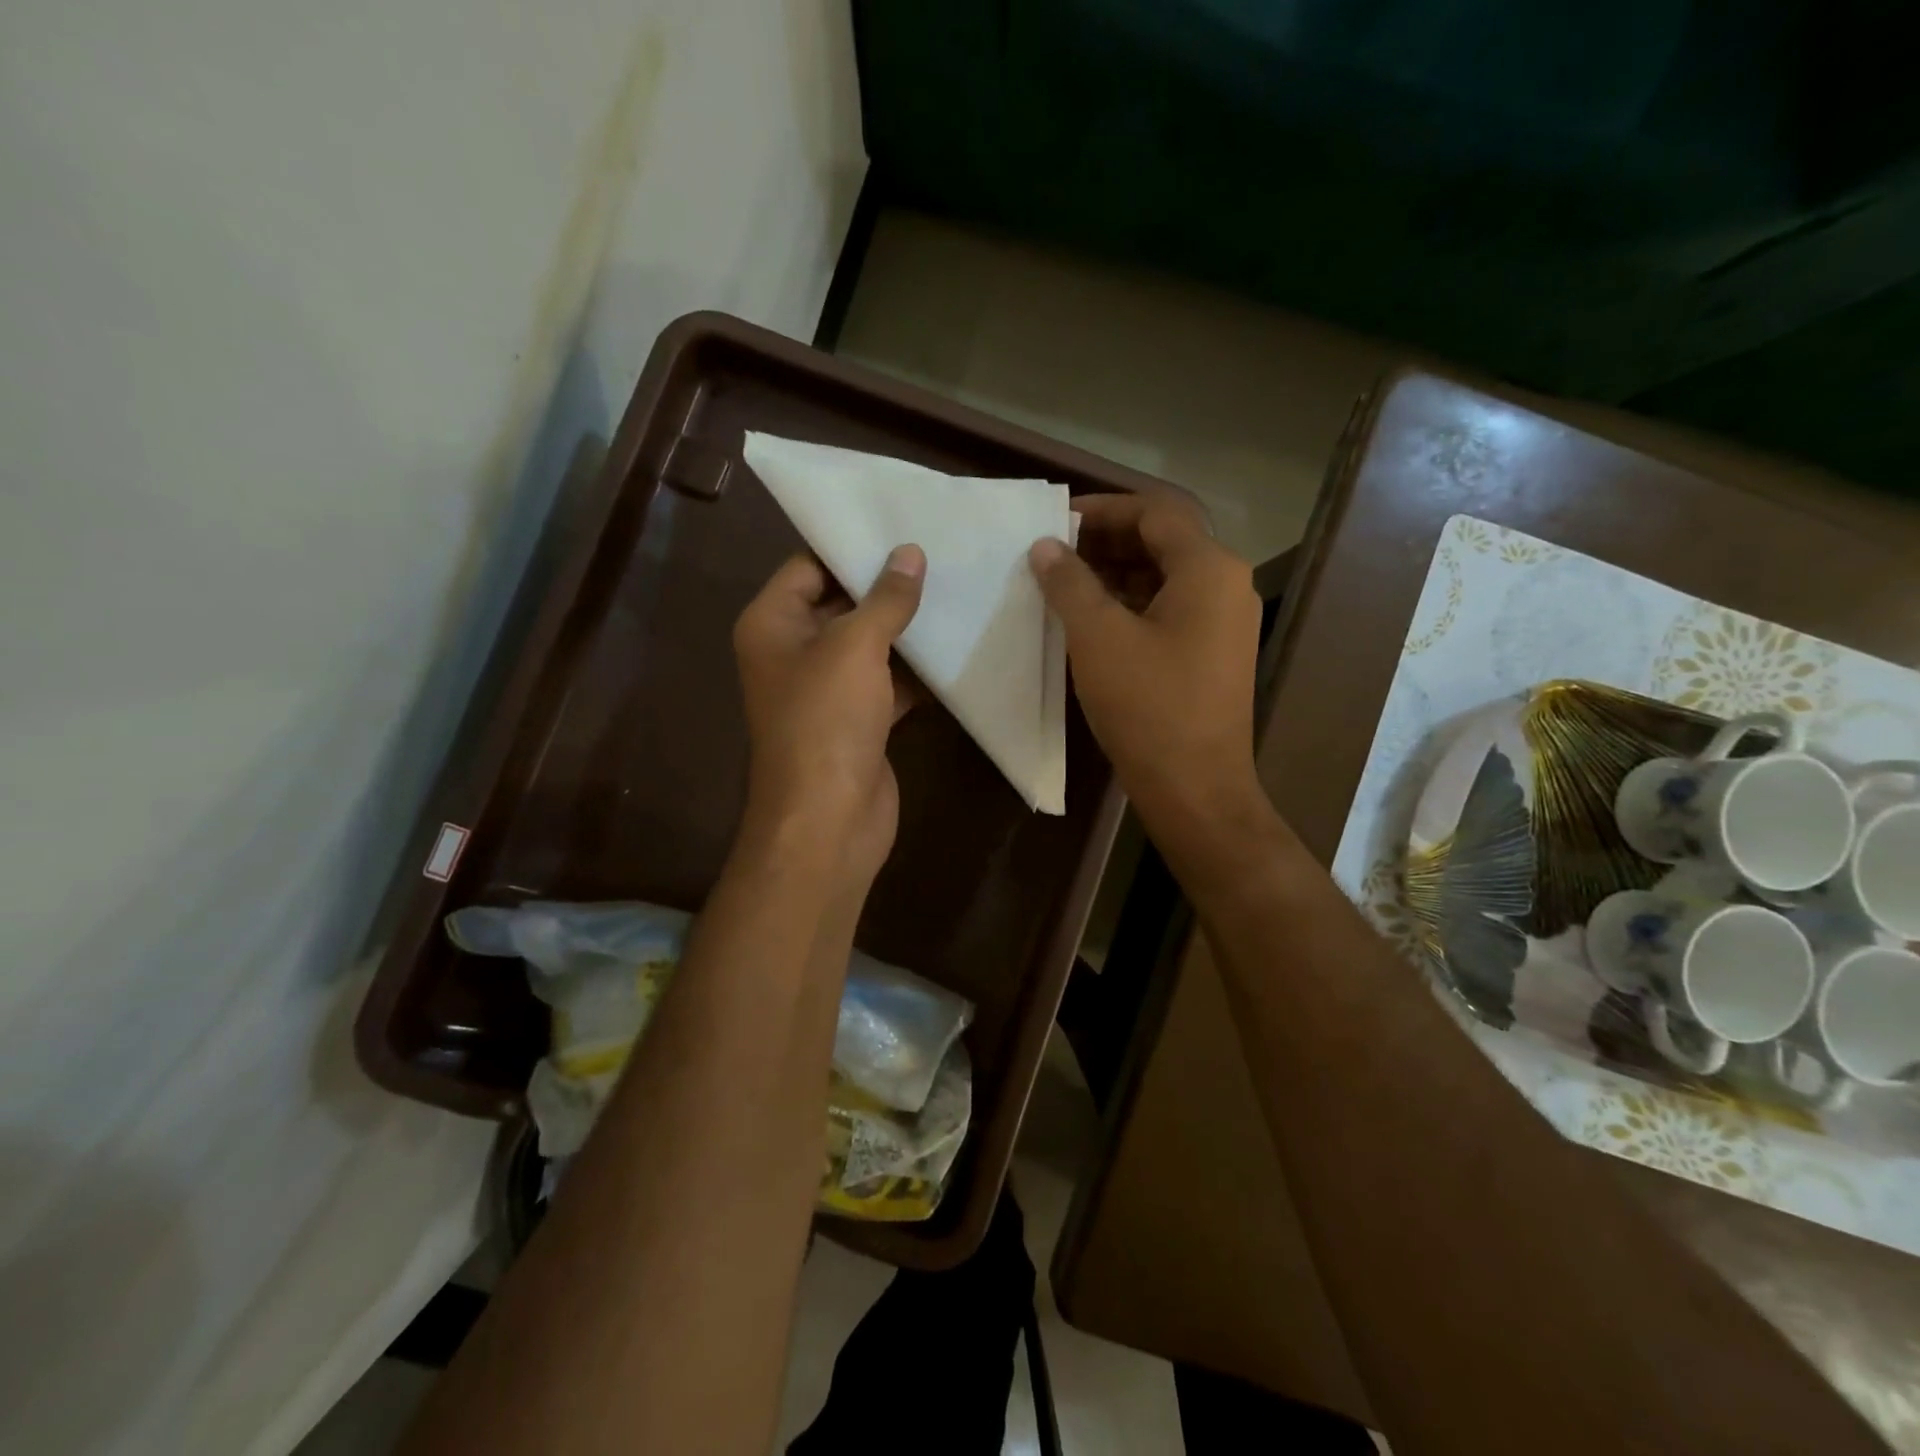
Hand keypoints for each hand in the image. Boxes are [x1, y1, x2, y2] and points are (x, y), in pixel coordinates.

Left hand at [732, 546, 924, 887]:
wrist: (829, 819)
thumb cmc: (826, 721)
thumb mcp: (854, 647)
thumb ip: (885, 599)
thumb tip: (910, 554)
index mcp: (772, 625)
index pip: (808, 567)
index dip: (850, 548)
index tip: (901, 526)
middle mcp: (793, 652)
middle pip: (841, 604)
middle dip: (886, 586)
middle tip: (939, 554)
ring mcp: (827, 689)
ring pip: (869, 645)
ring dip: (906, 628)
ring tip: (955, 590)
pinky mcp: (858, 720)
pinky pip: (887, 682)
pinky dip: (916, 670)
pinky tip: (954, 647)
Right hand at [1029, 493, 1268, 861]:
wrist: (1195, 789)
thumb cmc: (1148, 707)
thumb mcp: (1098, 638)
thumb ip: (1070, 583)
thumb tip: (1045, 547)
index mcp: (1209, 569)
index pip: (1156, 512)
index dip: (1104, 509)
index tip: (1057, 520)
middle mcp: (1227, 586)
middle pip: (1164, 541)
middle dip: (1107, 541)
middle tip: (1054, 552)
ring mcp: (1224, 623)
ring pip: (1166, 578)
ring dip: (1116, 574)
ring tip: (1064, 584)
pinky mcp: (1214, 655)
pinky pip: (1171, 611)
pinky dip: (1132, 605)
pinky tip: (1092, 621)